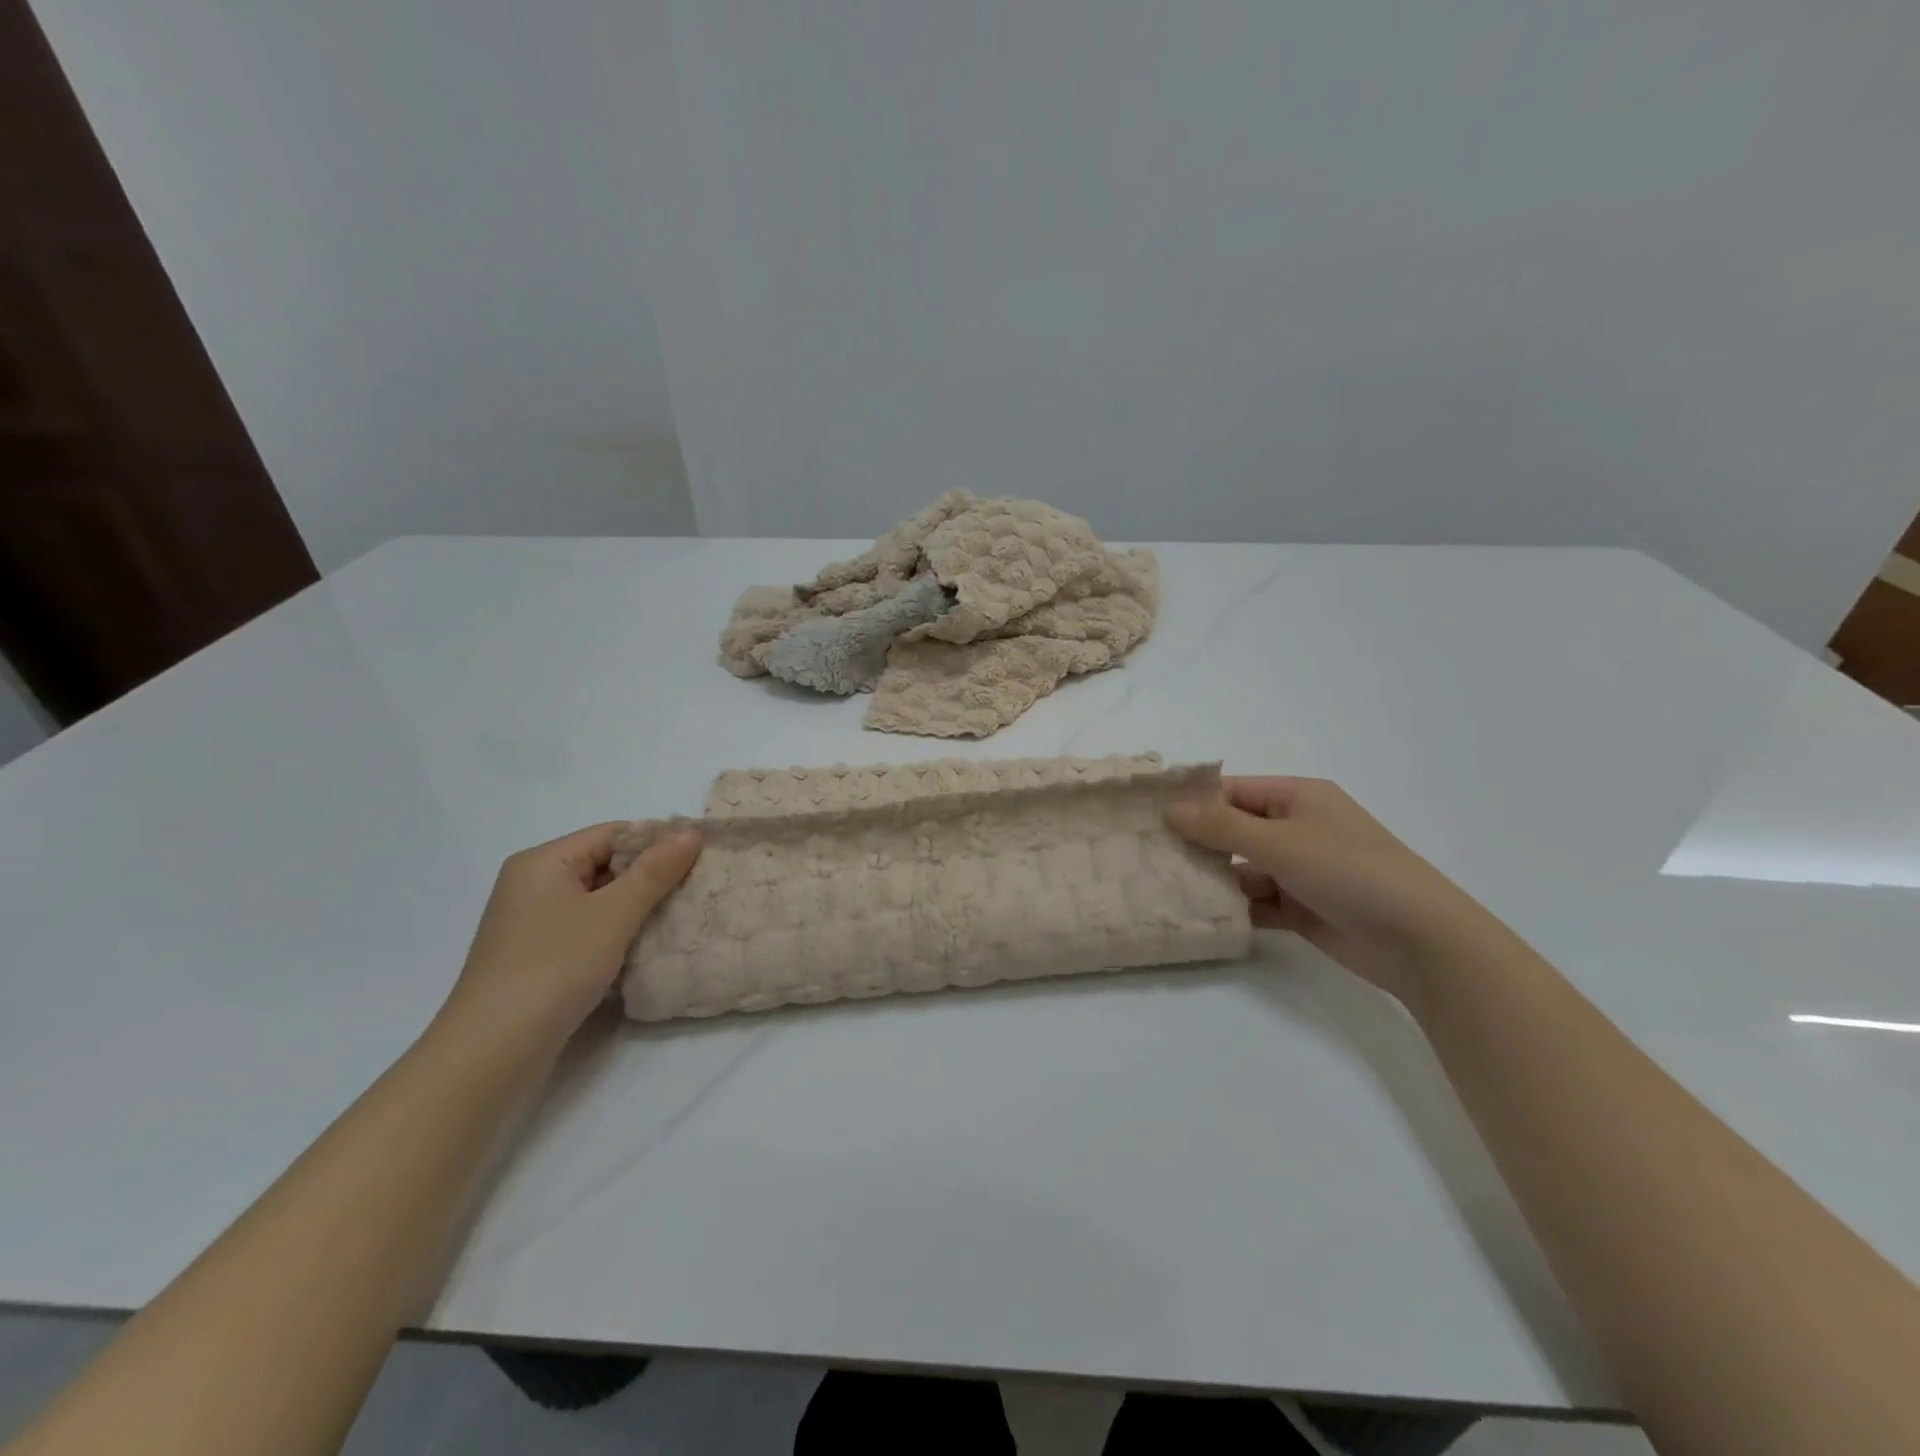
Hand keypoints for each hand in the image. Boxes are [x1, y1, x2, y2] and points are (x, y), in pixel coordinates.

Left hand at [432, 823, 701, 1059]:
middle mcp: (532, 884)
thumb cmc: (554, 968)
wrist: (492, 1052)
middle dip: (650, 876)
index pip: (613, 833)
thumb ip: (655, 872)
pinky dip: (616, 933)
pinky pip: (586, 929)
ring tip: (680, 917)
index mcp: (543, 862)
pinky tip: (645, 948)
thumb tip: (691, 832)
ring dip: (636, 908)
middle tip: (696, 889)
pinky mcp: (535, 957)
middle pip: (605, 864)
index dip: (657, 843)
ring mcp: (531, 923)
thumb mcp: (613, 914)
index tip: (700, 860)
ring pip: (598, 900)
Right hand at [1168, 777, 1497, 1008]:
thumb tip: (1171, 809)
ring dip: (1212, 878)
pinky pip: (1256, 902)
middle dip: (1196, 842)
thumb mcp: (1280, 841)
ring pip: (1242, 868)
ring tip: (1163, 886)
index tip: (1147, 814)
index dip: (1193, 800)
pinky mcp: (1302, 909)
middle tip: (1146, 854)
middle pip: (1234, 830)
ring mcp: (1300, 871)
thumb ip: (1222, 826)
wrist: (1420, 941)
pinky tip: (1199, 915)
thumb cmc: (1349, 871)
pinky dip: (1233, 908)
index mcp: (1298, 798)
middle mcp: (1297, 829)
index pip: (1233, 791)